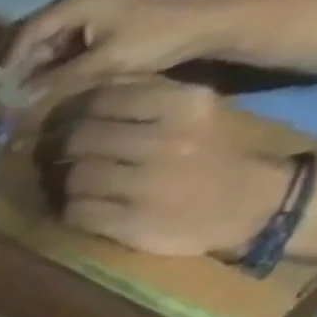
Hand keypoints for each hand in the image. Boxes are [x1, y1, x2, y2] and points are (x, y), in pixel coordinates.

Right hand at [9, 0, 219, 109]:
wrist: (205, 25)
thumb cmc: (154, 38)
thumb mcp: (101, 64)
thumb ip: (55, 83)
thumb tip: (16, 104)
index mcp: (79, 4)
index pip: (28, 31)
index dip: (9, 61)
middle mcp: (81, 6)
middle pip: (36, 40)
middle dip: (20, 70)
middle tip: (6, 101)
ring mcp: (91, 18)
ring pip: (48, 49)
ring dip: (35, 74)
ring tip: (23, 102)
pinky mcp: (100, 31)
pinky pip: (64, 53)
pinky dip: (52, 72)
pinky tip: (46, 93)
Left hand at [54, 79, 290, 257]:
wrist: (255, 205)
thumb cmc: (218, 155)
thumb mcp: (196, 113)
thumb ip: (148, 100)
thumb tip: (89, 93)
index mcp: (186, 105)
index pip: (105, 99)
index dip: (77, 114)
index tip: (69, 123)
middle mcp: (166, 141)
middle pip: (81, 140)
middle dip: (64, 150)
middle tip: (60, 158)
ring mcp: (147, 185)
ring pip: (75, 177)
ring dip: (66, 184)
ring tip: (72, 186)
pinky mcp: (131, 222)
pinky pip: (77, 212)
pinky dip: (70, 211)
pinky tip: (79, 209)